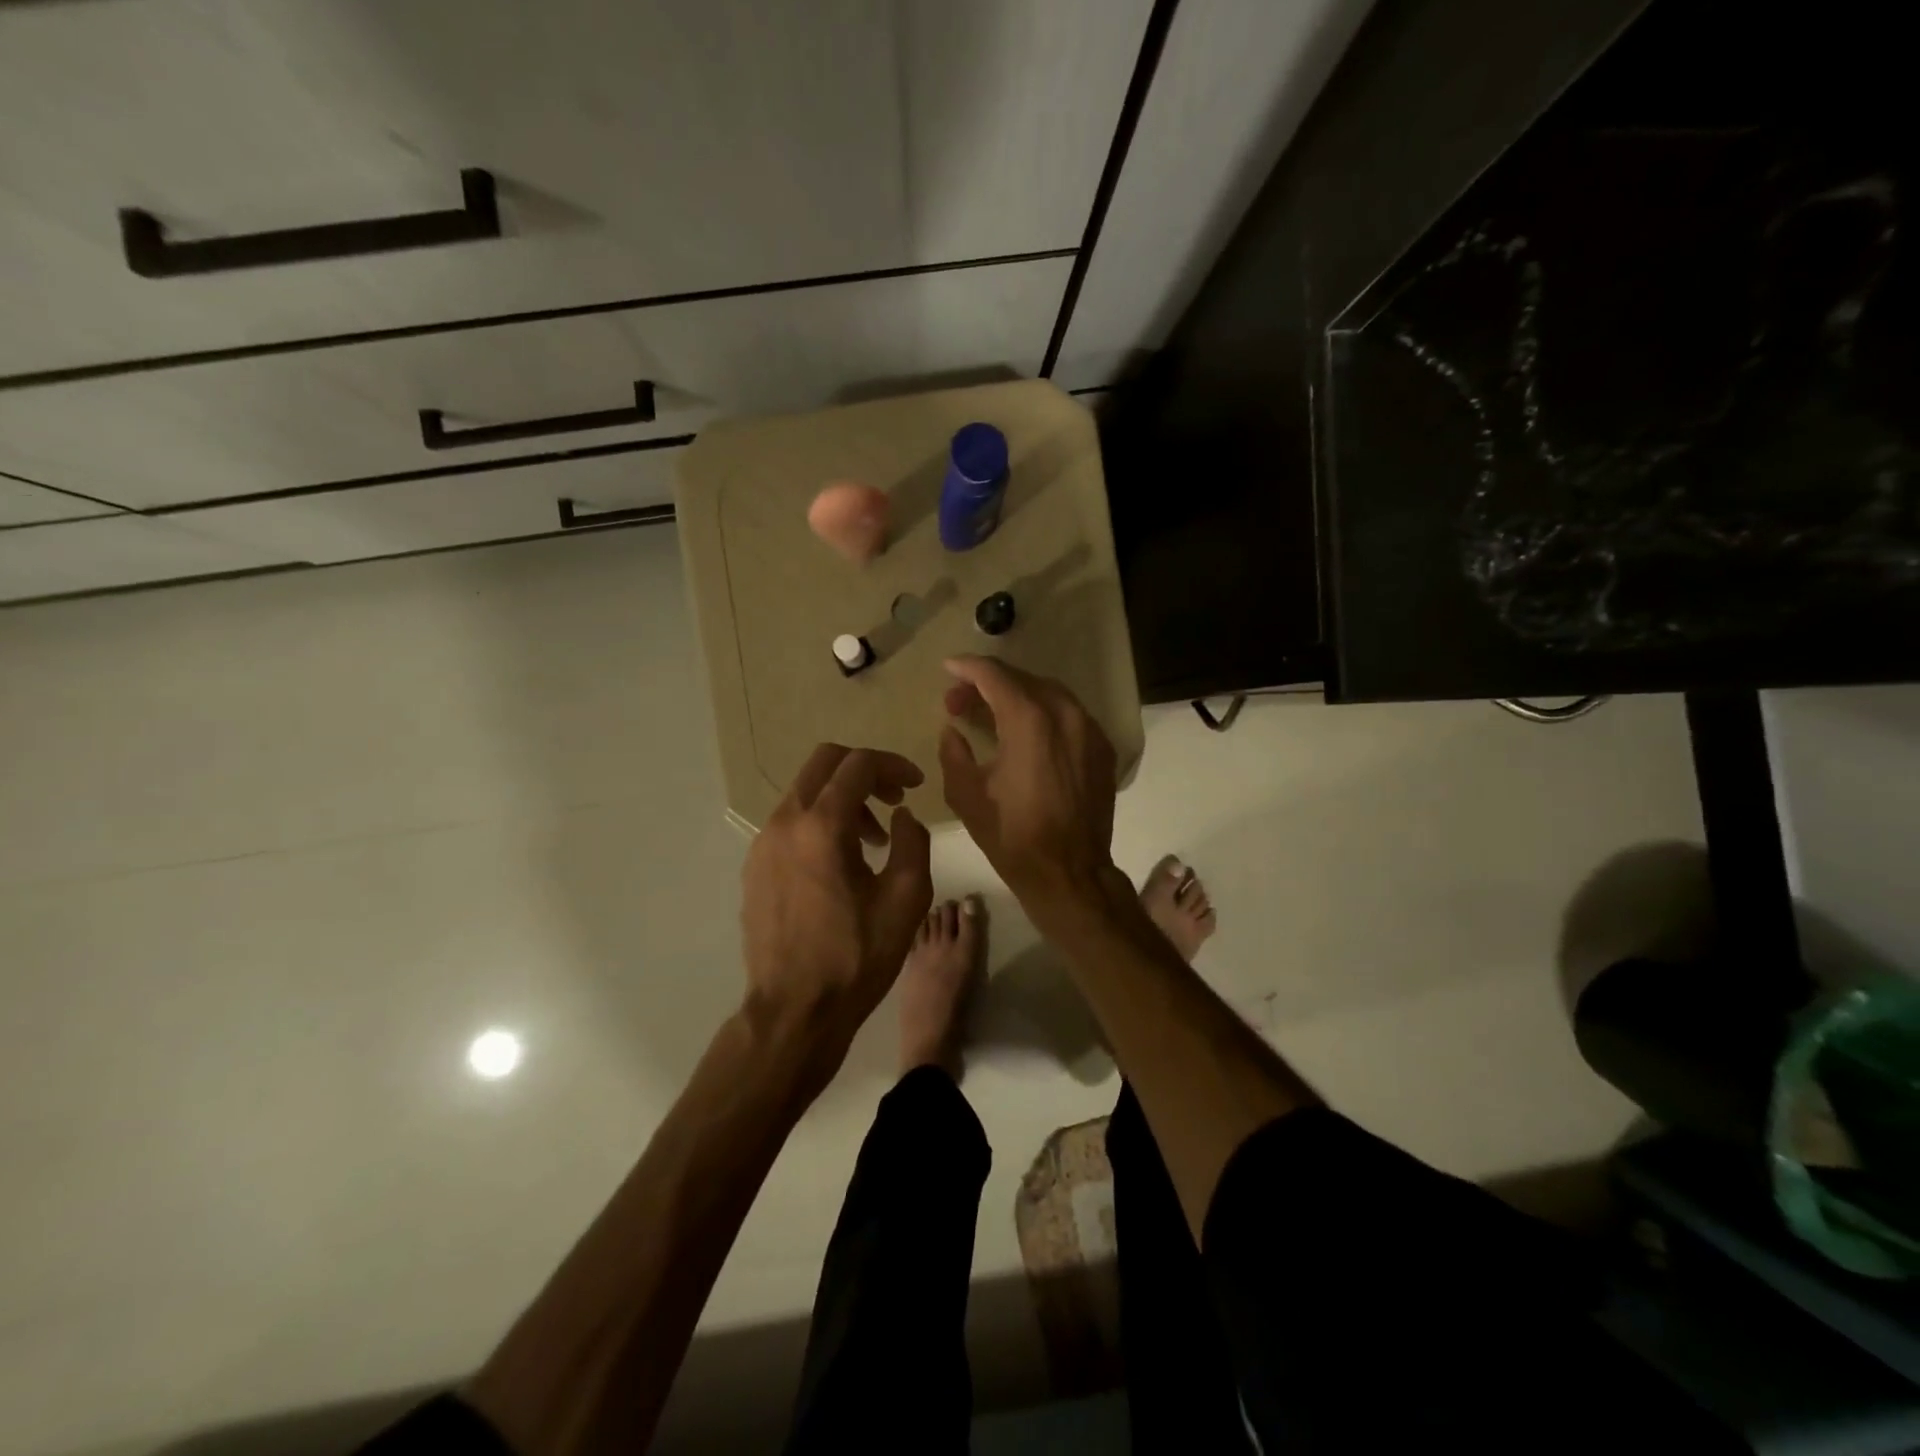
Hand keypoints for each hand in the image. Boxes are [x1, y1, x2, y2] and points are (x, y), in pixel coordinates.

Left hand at [741, 744, 932, 1077]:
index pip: (859, 765)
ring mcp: (763, 844)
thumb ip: (912, 841)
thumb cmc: (856, 956)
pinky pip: (790, 822)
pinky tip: (840, 862)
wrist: (794, 1010)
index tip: (916, 785)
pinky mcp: (754, 866)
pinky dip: (820, 822)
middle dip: (864, 771)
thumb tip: (901, 816)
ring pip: (805, 792)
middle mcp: (785, 823)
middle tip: (894, 799)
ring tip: (873, 839)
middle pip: (824, 763)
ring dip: (843, 799)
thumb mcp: (906, 898)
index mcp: (822, 826)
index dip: (894, 765)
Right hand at [938, 657, 1122, 925]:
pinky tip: (1026, 731)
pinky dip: (1043, 712)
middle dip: (988, 683)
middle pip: (1023, 679)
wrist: (1069, 872)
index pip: (995, 676)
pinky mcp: (1102, 748)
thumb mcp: (966, 795)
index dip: (968, 667)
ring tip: (991, 712)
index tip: (948, 667)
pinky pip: (1069, 714)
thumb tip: (953, 730)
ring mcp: (1089, 730)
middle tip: (960, 701)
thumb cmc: (1012, 836)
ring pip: (1049, 693)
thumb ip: (953, 752)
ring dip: (1017, 695)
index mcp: (1029, 721)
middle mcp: (1065, 714)